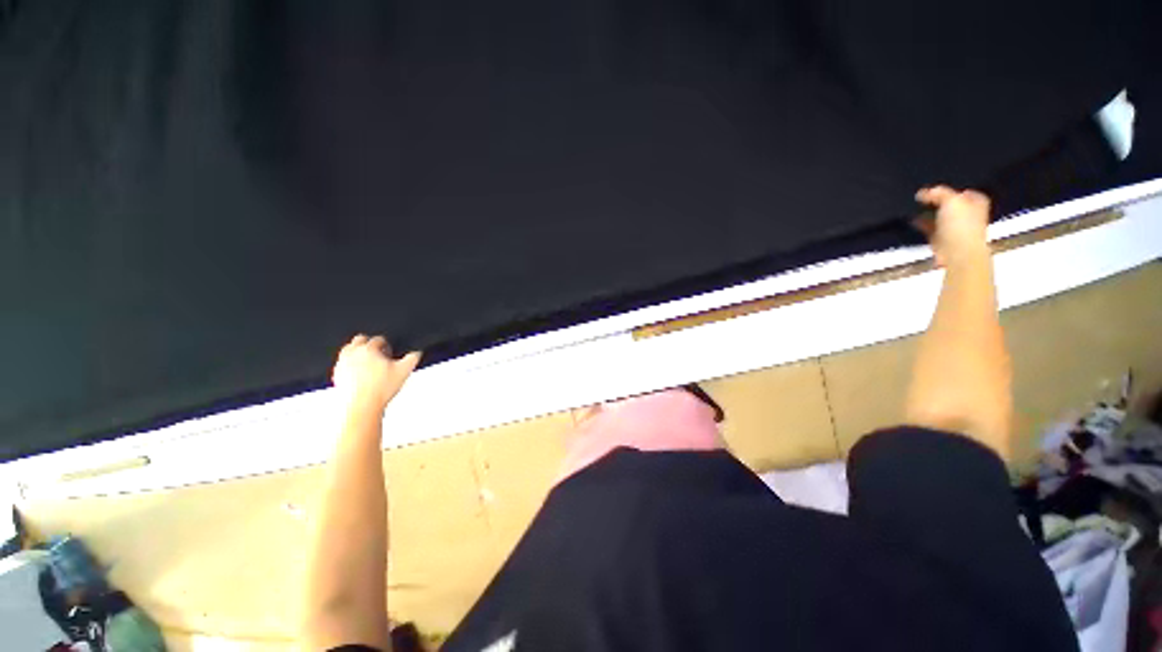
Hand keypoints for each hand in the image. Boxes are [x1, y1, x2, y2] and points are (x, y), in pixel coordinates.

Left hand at [332, 334, 421, 411]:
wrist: (361, 405)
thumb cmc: (380, 388)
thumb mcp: (404, 371)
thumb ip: (412, 358)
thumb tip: (416, 353)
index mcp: (369, 349)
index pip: (378, 339)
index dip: (386, 345)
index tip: (389, 352)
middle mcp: (353, 353)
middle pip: (359, 340)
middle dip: (369, 343)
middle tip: (378, 354)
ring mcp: (342, 364)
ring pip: (348, 350)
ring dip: (357, 353)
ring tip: (368, 362)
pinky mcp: (336, 375)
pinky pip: (342, 364)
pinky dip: (350, 365)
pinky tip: (358, 374)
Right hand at [914, 185, 991, 266]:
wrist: (958, 253)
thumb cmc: (961, 225)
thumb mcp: (951, 201)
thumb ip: (939, 193)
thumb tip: (924, 192)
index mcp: (978, 203)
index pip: (967, 192)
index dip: (954, 190)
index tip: (938, 188)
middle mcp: (969, 215)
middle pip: (952, 205)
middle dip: (939, 202)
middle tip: (925, 197)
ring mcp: (955, 229)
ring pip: (940, 217)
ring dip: (929, 213)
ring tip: (915, 207)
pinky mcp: (942, 240)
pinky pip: (929, 228)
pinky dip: (921, 224)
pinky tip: (912, 220)